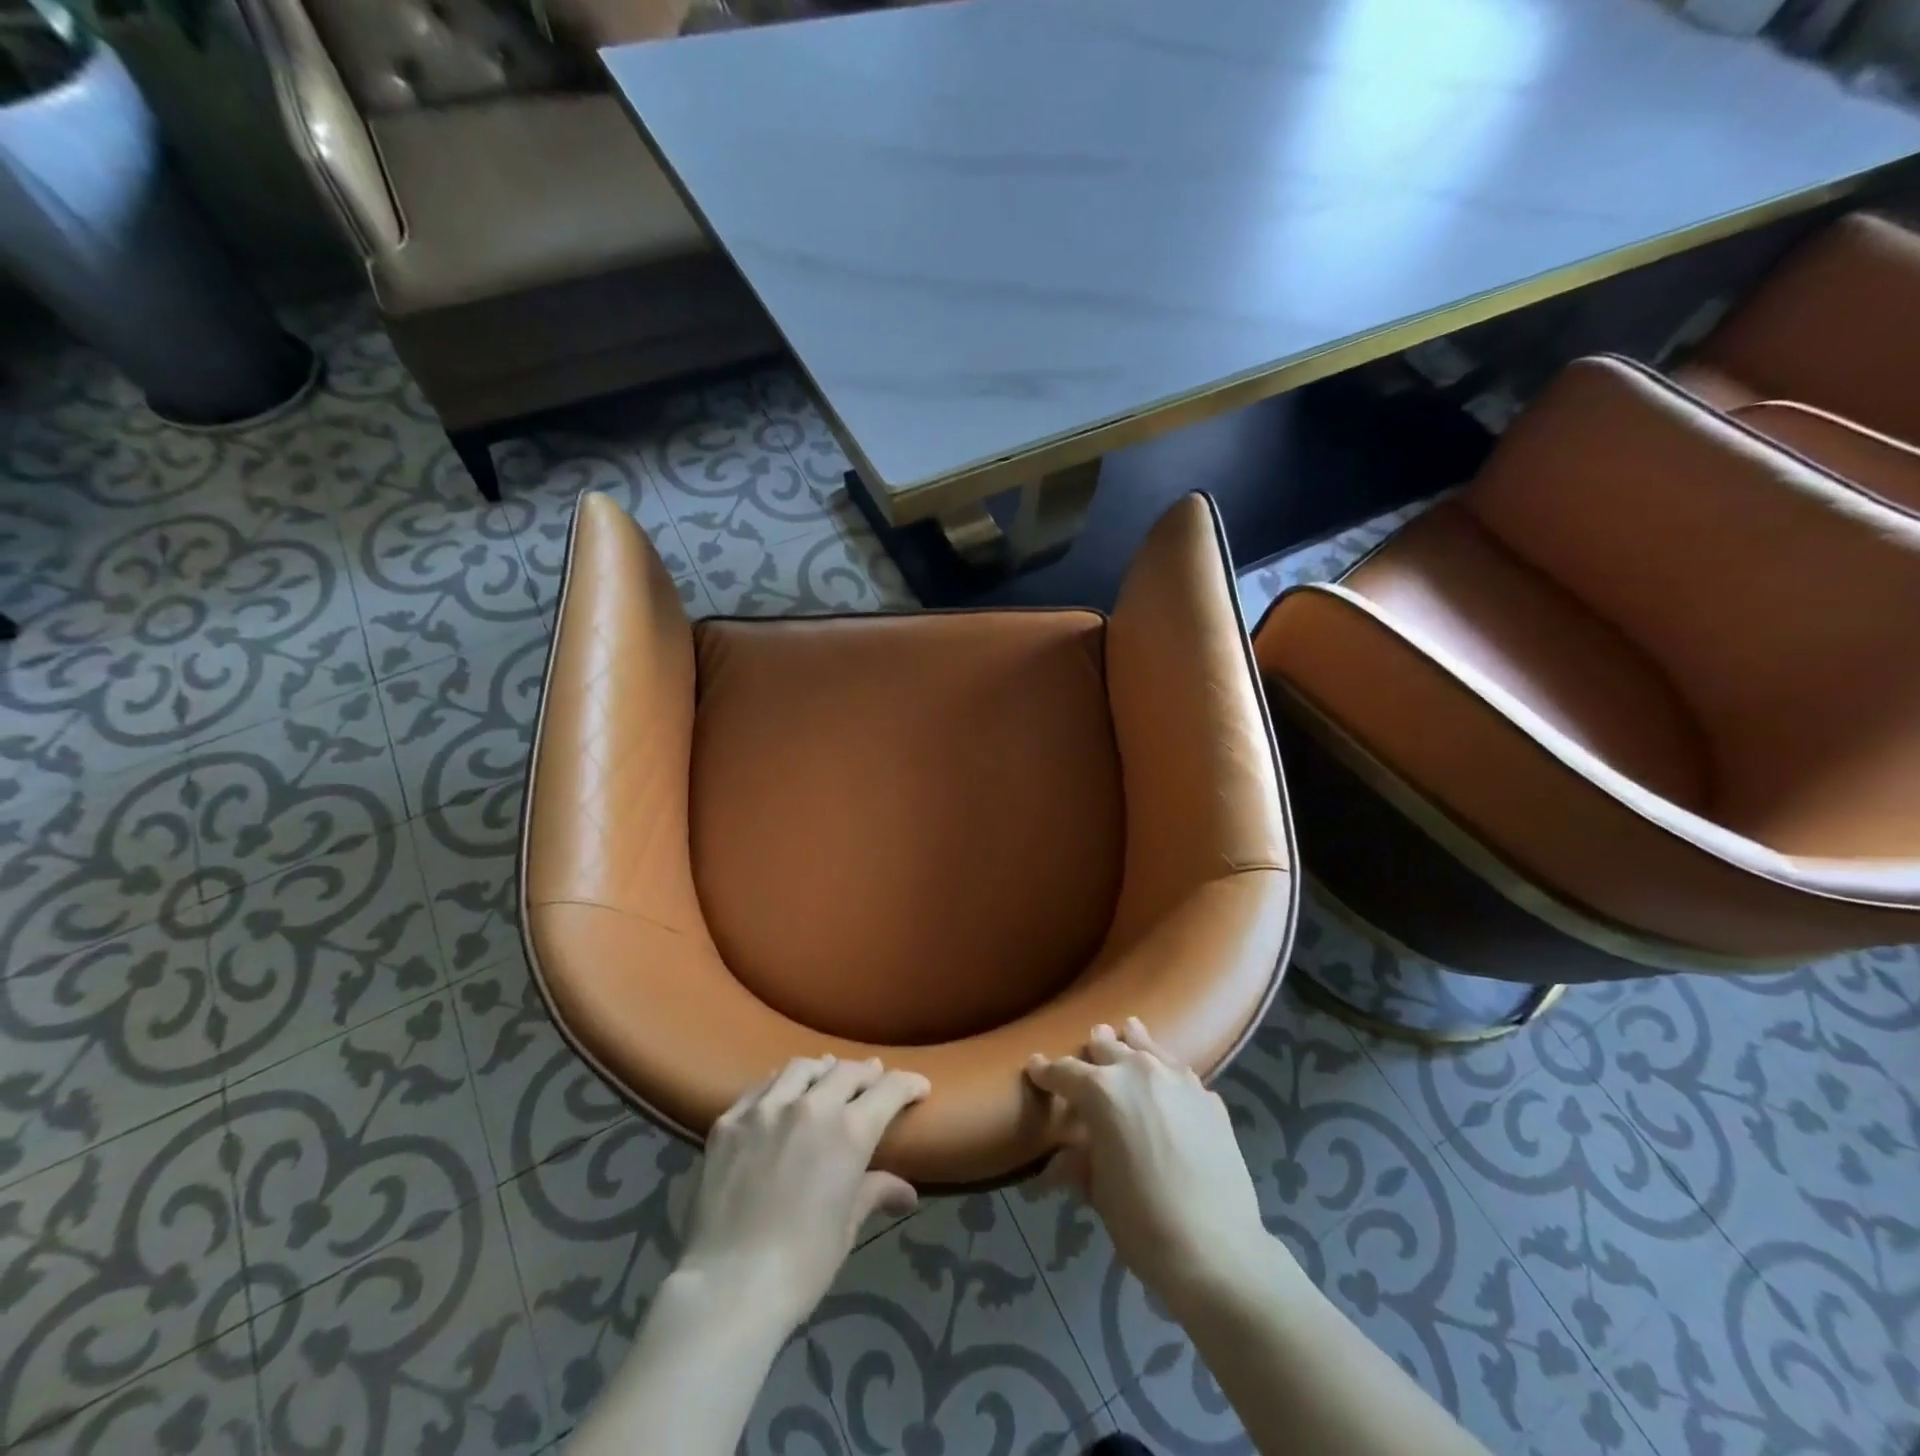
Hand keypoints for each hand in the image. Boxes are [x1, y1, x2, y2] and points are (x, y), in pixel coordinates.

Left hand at [677, 1055, 929, 1333]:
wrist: (728, 1288)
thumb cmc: (802, 1265)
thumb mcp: (847, 1227)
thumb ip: (875, 1192)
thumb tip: (907, 1193)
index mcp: (849, 1131)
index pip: (889, 1089)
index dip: (908, 1084)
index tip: (918, 1087)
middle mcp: (810, 1106)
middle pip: (846, 1071)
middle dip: (867, 1073)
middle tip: (875, 1079)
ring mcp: (765, 1109)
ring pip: (801, 1068)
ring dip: (822, 1070)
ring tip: (827, 1075)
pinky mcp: (730, 1121)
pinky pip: (761, 1087)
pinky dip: (779, 1085)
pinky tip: (780, 1095)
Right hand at [1027, 1019, 1268, 1304]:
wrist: (1215, 1250)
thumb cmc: (1141, 1221)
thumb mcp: (1098, 1192)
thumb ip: (1079, 1163)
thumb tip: (1058, 1163)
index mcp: (1101, 1091)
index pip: (1064, 1072)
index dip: (1046, 1071)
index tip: (1036, 1066)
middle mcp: (1138, 1072)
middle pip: (1108, 1047)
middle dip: (1093, 1049)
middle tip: (1088, 1046)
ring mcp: (1178, 1080)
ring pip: (1148, 1047)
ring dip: (1134, 1043)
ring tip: (1129, 1032)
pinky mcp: (1209, 1098)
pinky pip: (1180, 1073)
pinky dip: (1167, 1073)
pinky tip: (1168, 1083)